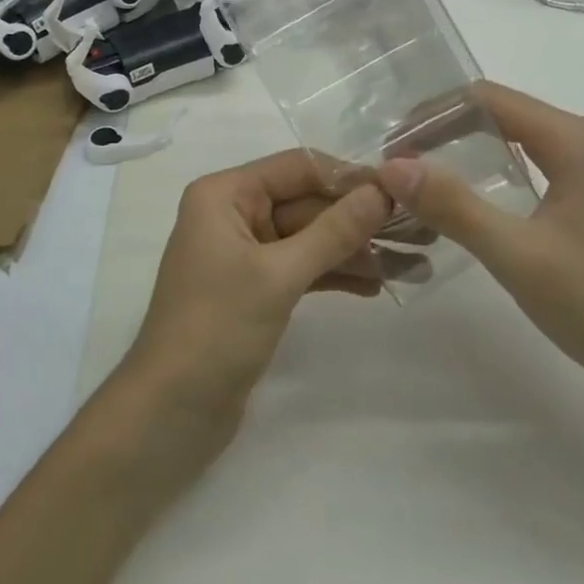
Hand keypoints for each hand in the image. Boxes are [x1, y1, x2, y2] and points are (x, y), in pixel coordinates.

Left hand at [121, 150, 391, 435]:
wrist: (169, 415)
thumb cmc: (216, 329)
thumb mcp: (278, 275)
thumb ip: (333, 231)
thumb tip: (382, 191)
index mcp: (224, 194)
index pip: (297, 167)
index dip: (347, 177)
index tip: (400, 189)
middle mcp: (233, 213)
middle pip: (306, 202)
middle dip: (356, 219)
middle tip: (415, 230)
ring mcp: (244, 253)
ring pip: (308, 237)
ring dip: (352, 250)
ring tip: (406, 265)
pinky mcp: (254, 289)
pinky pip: (301, 267)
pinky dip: (333, 274)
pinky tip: (374, 286)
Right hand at [378, 82, 583, 408]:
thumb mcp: (517, 256)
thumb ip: (454, 206)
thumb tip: (392, 165)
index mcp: (574, 141)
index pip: (488, 98)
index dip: (435, 113)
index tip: (395, 144)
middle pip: (502, 113)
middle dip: (446, 129)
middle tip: (401, 162)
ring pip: (519, 139)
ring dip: (468, 149)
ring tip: (424, 176)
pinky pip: (535, 165)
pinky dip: (496, 171)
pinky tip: (473, 200)